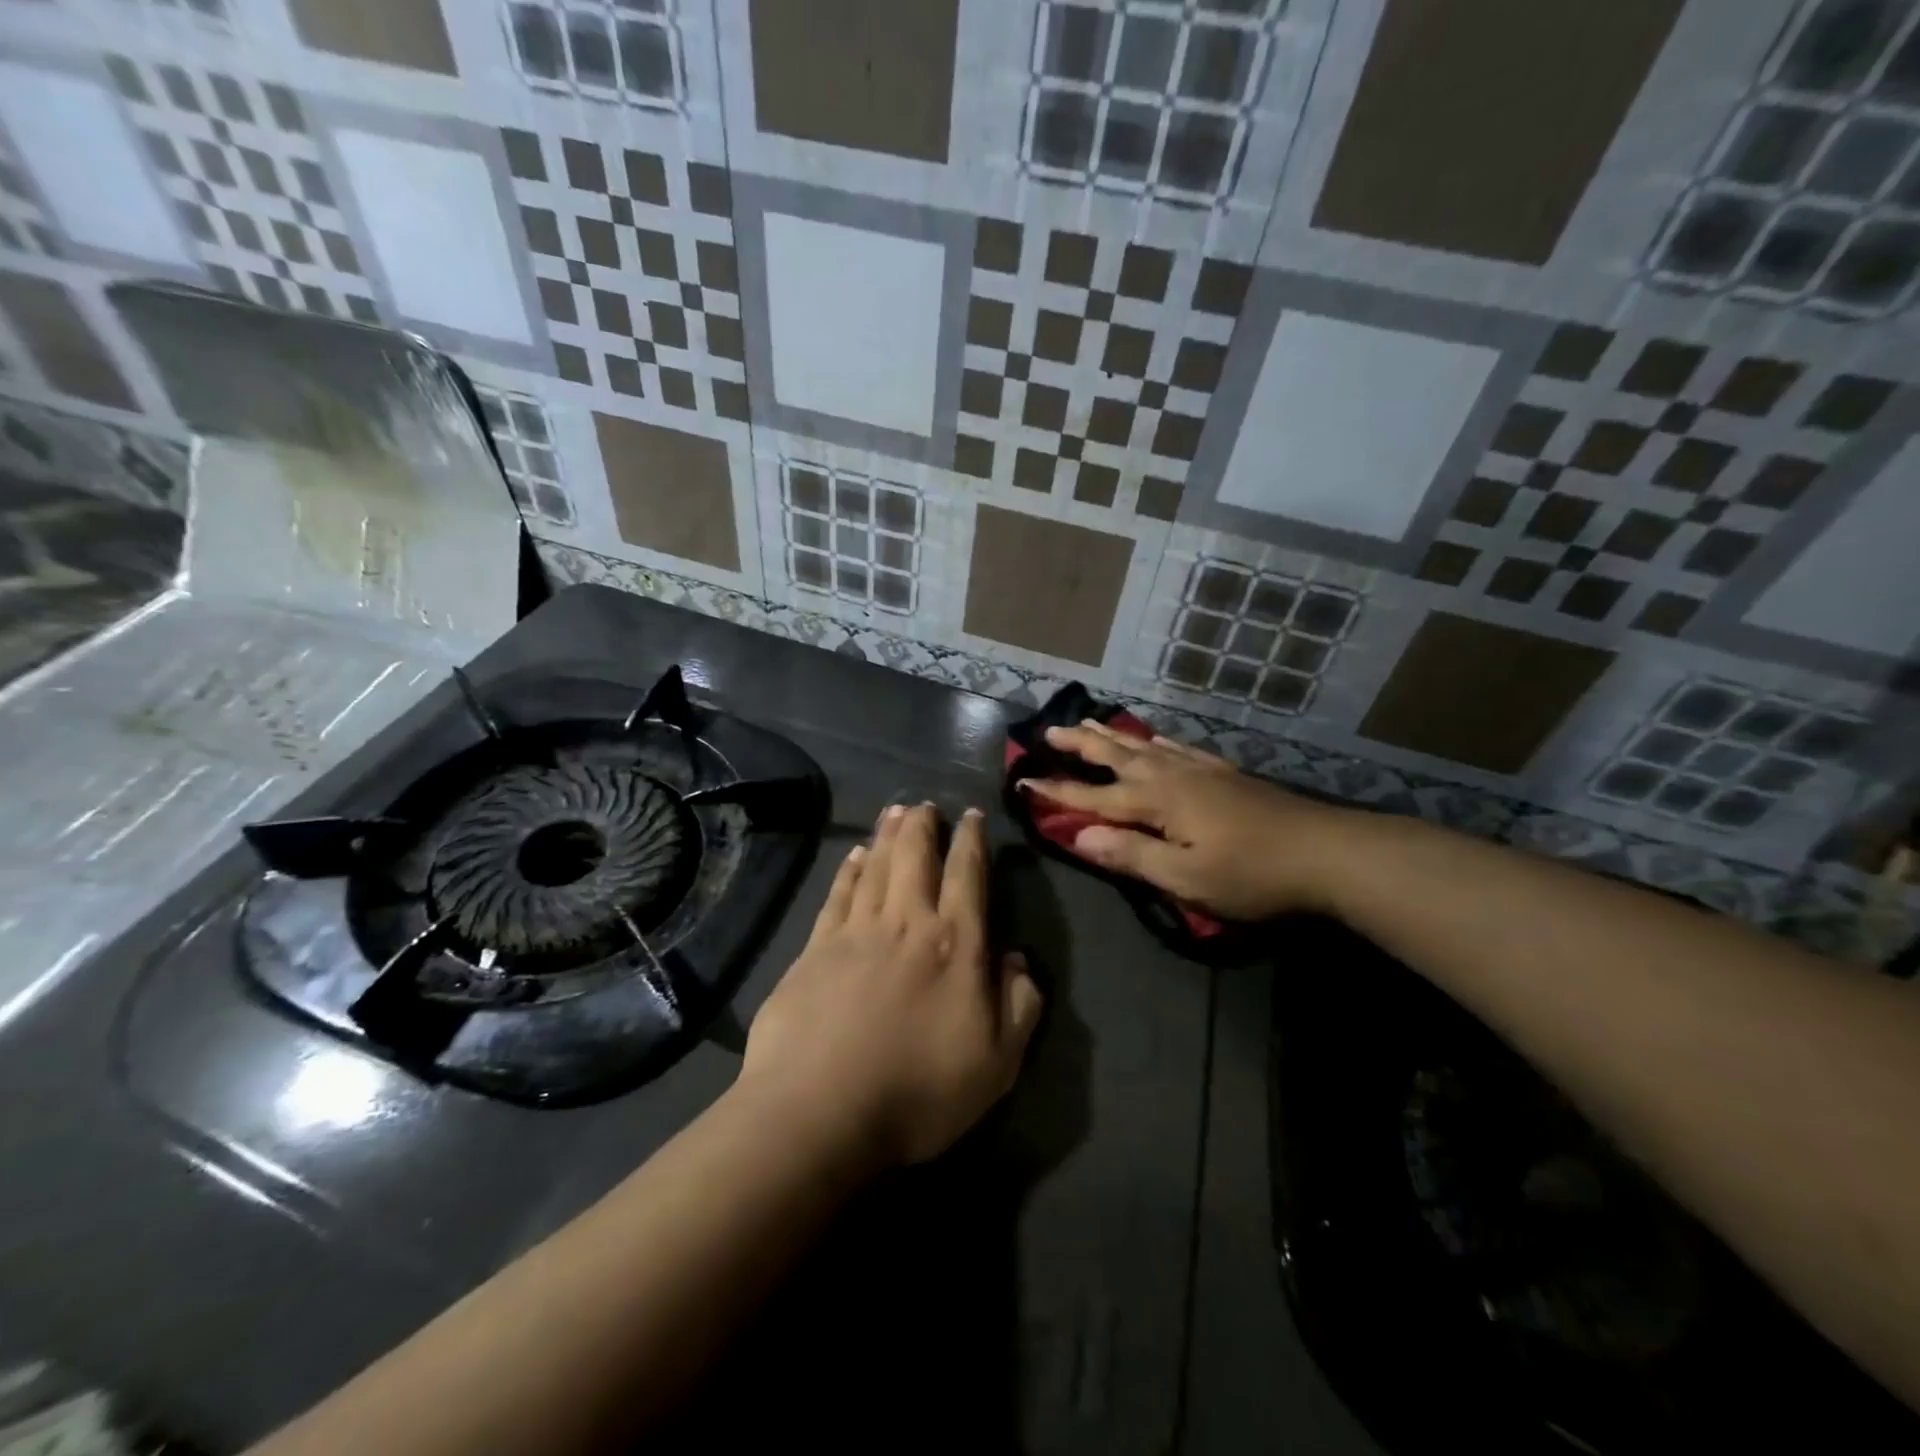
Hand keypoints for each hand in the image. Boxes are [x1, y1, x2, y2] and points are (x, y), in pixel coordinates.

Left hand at [739, 803, 1043, 1169]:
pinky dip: (848, 869)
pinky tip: (852, 855)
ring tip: (894, 811)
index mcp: (956, 944)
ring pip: (875, 865)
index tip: (972, 816)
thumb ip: (1019, 1006)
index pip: (968, 875)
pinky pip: (837, 894)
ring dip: (887, 835)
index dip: (972, 841)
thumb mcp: (997, 1064)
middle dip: (923, 825)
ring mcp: (857, 931)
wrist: (820, 1110)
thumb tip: (1017, 960)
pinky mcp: (815, 948)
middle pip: (915, 856)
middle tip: (925, 804)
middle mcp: (908, 922)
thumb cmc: (919, 1091)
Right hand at [1019, 722, 1347, 920]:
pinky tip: (1152, 739)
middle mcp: (1171, 776)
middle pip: (1115, 756)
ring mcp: (1199, 770)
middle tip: (1049, 729)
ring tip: (1087, 722)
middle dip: (1080, 744)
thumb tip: (1079, 836)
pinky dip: (1154, 740)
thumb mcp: (1185, 877)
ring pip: (1143, 745)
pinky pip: (1176, 747)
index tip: (1023, 780)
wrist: (1325, 851)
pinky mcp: (1223, 772)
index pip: (1093, 798)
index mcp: (1156, 803)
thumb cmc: (1251, 874)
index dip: (1057, 792)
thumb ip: (1131, 855)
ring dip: (1111, 735)